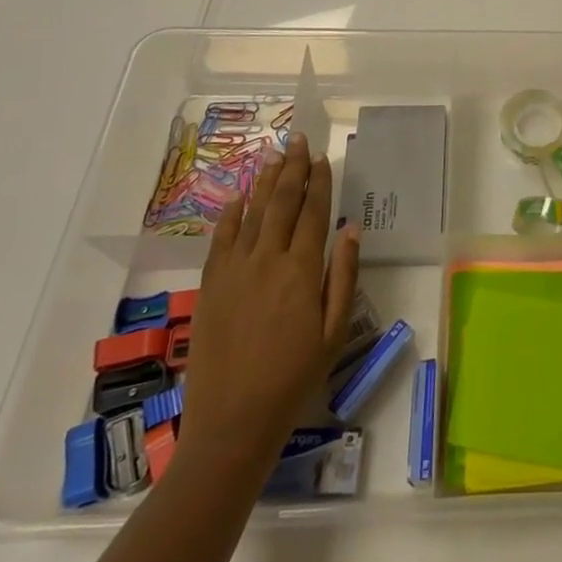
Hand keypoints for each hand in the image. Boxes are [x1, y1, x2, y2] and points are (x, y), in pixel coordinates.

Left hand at [176, 133, 359, 478]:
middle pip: (281, 202)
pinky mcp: (211, 286)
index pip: (313, 212)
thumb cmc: (294, 379)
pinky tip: (238, 197)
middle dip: (292, 168)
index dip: (318, 181)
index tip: (322, 157)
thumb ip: (343, 276)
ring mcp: (234, 271)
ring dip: (265, 181)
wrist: (232, 422)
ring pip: (252, 213)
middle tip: (298, 139)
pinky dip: (231, 214)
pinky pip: (221, 239)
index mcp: (301, 270)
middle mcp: (267, 260)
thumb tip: (351, 229)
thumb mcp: (334, 331)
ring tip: (274, 155)